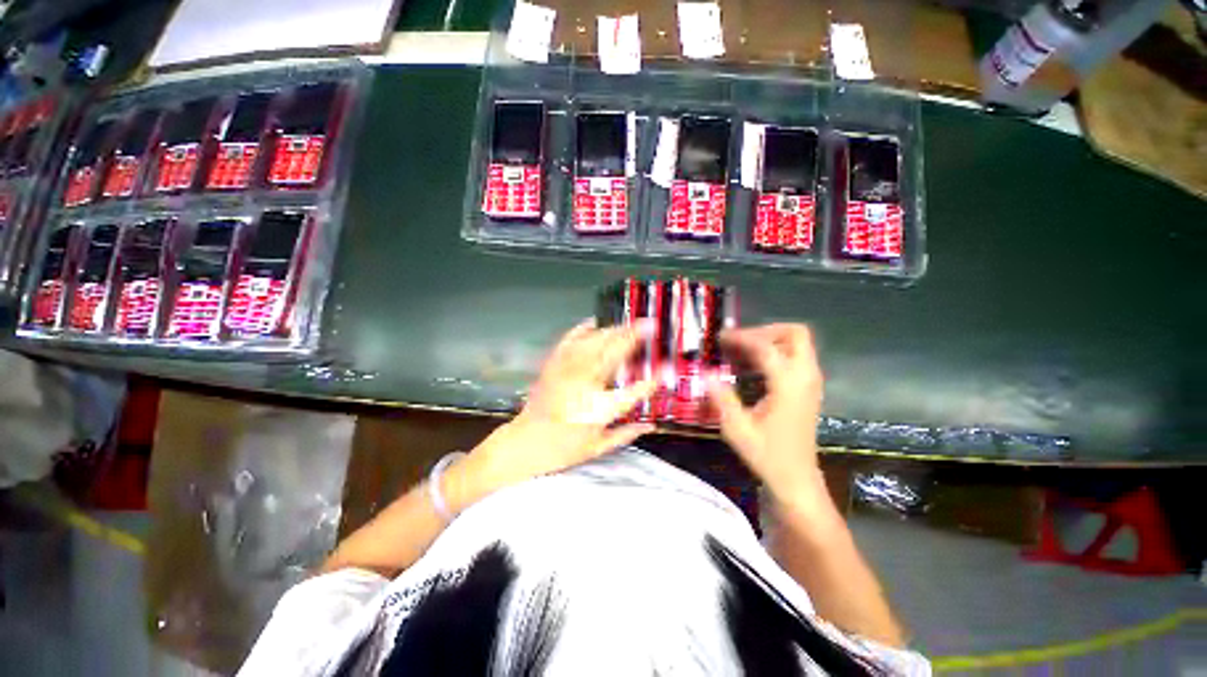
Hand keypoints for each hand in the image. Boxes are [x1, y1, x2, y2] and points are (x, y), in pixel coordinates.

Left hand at [445, 319, 656, 511]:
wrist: (524, 443)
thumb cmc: (562, 450)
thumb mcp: (597, 449)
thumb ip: (626, 434)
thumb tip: (651, 424)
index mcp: (598, 410)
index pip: (632, 393)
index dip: (650, 381)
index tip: (664, 372)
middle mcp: (584, 385)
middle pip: (613, 354)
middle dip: (634, 337)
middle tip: (650, 325)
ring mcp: (567, 371)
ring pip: (594, 342)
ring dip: (614, 330)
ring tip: (630, 323)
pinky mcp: (554, 364)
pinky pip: (570, 340)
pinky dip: (584, 328)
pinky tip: (595, 321)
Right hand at [707, 323, 826, 503]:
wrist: (796, 479)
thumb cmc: (767, 455)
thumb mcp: (737, 429)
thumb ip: (722, 398)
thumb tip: (706, 373)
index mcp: (788, 385)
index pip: (766, 347)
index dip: (741, 338)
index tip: (720, 338)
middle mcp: (805, 377)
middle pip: (795, 334)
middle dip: (765, 331)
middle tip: (739, 342)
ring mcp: (811, 382)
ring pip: (798, 343)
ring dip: (770, 340)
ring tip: (741, 352)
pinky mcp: (809, 388)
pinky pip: (796, 356)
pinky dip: (776, 352)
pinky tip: (753, 367)